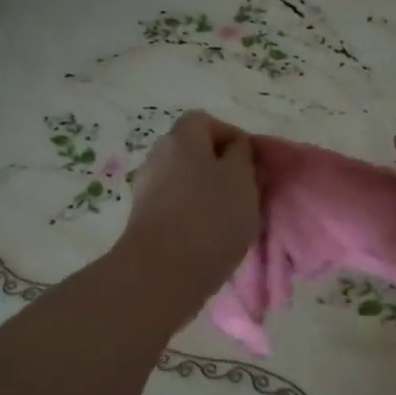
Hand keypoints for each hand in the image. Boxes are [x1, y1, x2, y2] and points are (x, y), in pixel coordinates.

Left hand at [118, 112, 258, 303]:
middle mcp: (158, 156)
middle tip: (245, 193)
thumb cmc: (210, 218)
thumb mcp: (241, 179)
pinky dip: (193, 216)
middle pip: (194, 152)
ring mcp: (147, 189)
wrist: (162, 273)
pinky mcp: (144, 220)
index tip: (251, 165)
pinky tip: (208, 238)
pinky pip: (175, 206)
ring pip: (186, 181)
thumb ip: (242, 155)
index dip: (232, 137)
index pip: (206, 121)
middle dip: (221, 169)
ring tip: (230, 220)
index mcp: (181, 138)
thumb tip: (234, 148)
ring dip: (208, 195)